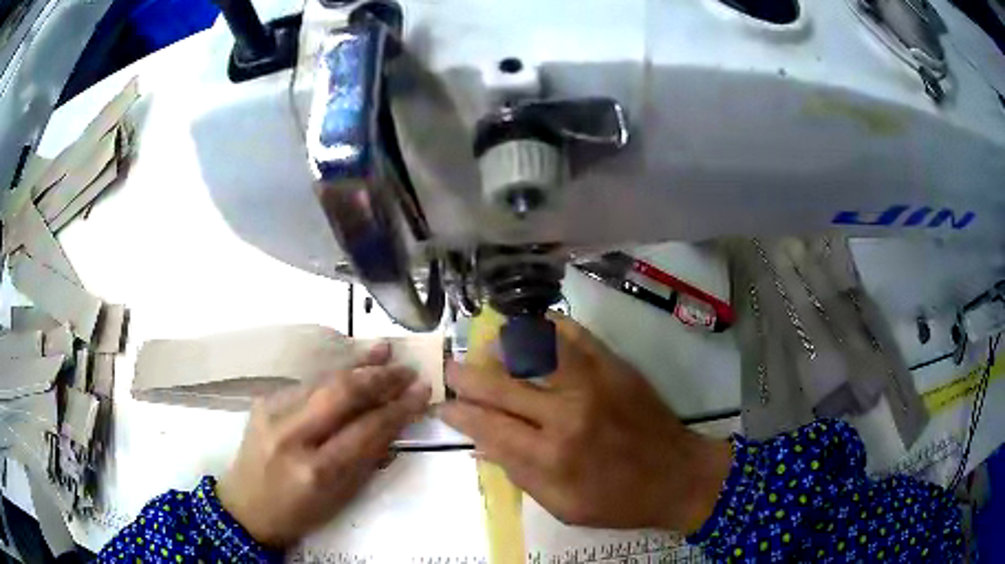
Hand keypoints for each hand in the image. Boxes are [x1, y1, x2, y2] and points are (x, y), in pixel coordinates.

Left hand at [217, 343, 430, 547]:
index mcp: (316, 470)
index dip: (398, 408)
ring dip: (358, 364)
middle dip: (379, 378)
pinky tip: (351, 363)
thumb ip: (367, 459)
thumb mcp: (340, 498)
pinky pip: (306, 383)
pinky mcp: (263, 401)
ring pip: (322, 380)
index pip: (366, 430)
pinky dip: (334, 373)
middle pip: (341, 393)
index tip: (422, 392)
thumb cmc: (299, 513)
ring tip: (385, 350)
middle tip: (407, 369)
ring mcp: (272, 413)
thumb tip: (394, 424)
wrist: (245, 507)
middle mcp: (292, 435)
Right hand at [440, 317, 731, 532]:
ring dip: (502, 344)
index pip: (487, 425)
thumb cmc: (619, 501)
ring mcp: (593, 383)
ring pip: (534, 348)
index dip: (459, 412)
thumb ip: (517, 474)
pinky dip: (547, 327)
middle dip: (466, 375)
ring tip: (487, 346)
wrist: (678, 476)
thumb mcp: (562, 505)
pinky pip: (574, 335)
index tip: (444, 404)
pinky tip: (531, 328)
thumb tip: (479, 444)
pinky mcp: (615, 366)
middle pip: (501, 384)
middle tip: (451, 369)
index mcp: (551, 457)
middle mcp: (567, 414)